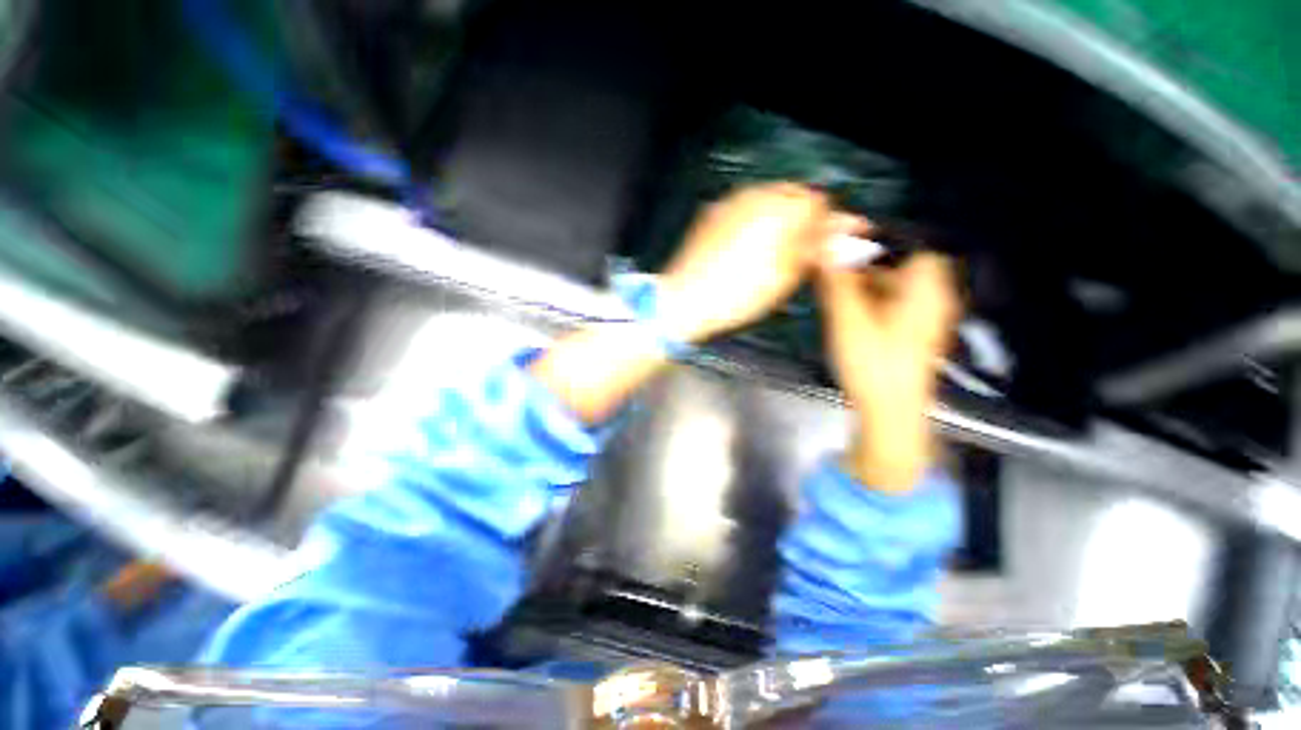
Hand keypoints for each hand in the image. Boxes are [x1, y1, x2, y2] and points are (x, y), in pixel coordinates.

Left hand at [658, 183, 829, 343]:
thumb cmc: (739, 295)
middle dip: (807, 218)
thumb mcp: (785, 277)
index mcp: (781, 209)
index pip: (821, 202)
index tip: (839, 240)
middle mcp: (757, 194)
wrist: (685, 300)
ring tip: (780, 249)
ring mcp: (731, 201)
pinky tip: (752, 245)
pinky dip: (757, 220)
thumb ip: (817, 248)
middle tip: (809, 247)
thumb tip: (843, 233)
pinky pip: (745, 208)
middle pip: (795, 196)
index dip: (832, 222)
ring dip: (783, 218)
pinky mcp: (713, 212)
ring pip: (769, 200)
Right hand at [816, 218, 959, 490]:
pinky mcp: (912, 333)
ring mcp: (923, 317)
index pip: (907, 241)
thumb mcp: (849, 319)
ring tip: (832, 288)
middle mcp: (931, 297)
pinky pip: (892, 303)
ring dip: (863, 280)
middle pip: (898, 263)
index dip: (873, 238)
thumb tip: (823, 243)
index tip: (841, 242)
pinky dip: (869, 299)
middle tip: (830, 267)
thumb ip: (837, 280)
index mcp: (926, 287)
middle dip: (862, 261)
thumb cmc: (873, 365)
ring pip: (893, 284)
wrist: (891, 414)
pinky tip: (847, 311)